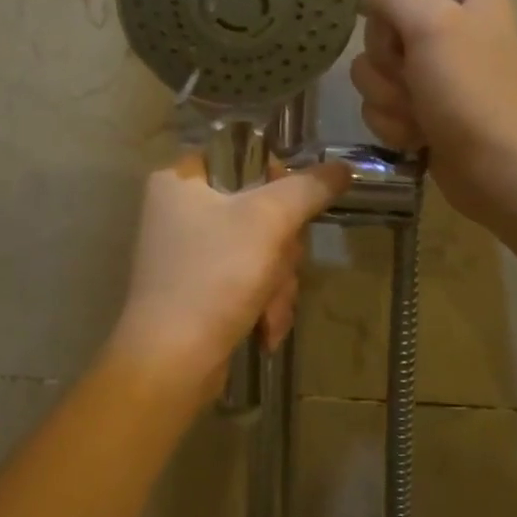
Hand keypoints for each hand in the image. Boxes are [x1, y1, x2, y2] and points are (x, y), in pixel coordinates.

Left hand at [111, 152, 352, 386]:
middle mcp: (178, 211)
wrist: (173, 362)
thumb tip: (343, 168)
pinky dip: (262, 303)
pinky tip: (264, 329)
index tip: (290, 206)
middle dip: (282, 249)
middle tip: (279, 265)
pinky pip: (247, 280)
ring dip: (278, 282)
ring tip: (269, 309)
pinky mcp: (199, 290)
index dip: (274, 178)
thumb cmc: (215, 276)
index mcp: (179, 179)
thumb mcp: (268, 221)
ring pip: (261, 249)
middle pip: (259, 208)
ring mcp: (189, 254)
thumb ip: (309, 188)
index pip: (241, 154)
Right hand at [353, 0, 516, 231]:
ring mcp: (433, 72)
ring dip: (388, 99)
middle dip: (387, 64)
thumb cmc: (470, 91)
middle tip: (415, 80)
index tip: (397, 34)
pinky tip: (419, 136)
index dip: (384, 7)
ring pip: (371, 72)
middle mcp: (449, 26)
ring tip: (420, 115)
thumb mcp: (432, 24)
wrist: (497, 168)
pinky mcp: (421, 109)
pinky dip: (393, 123)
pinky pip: (378, 105)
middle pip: (378, 29)